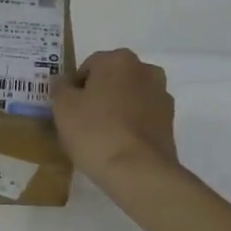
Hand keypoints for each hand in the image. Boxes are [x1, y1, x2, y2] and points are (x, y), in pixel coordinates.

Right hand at [50, 49, 178, 187]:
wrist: (138, 171)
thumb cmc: (95, 131)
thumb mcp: (63, 107)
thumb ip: (60, 87)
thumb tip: (63, 80)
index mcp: (118, 59)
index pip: (89, 66)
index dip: (75, 87)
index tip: (68, 109)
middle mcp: (145, 70)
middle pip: (113, 78)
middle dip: (100, 94)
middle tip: (83, 120)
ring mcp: (161, 95)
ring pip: (131, 96)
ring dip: (118, 107)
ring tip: (103, 135)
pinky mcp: (170, 121)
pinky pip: (143, 116)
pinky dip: (133, 123)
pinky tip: (120, 144)